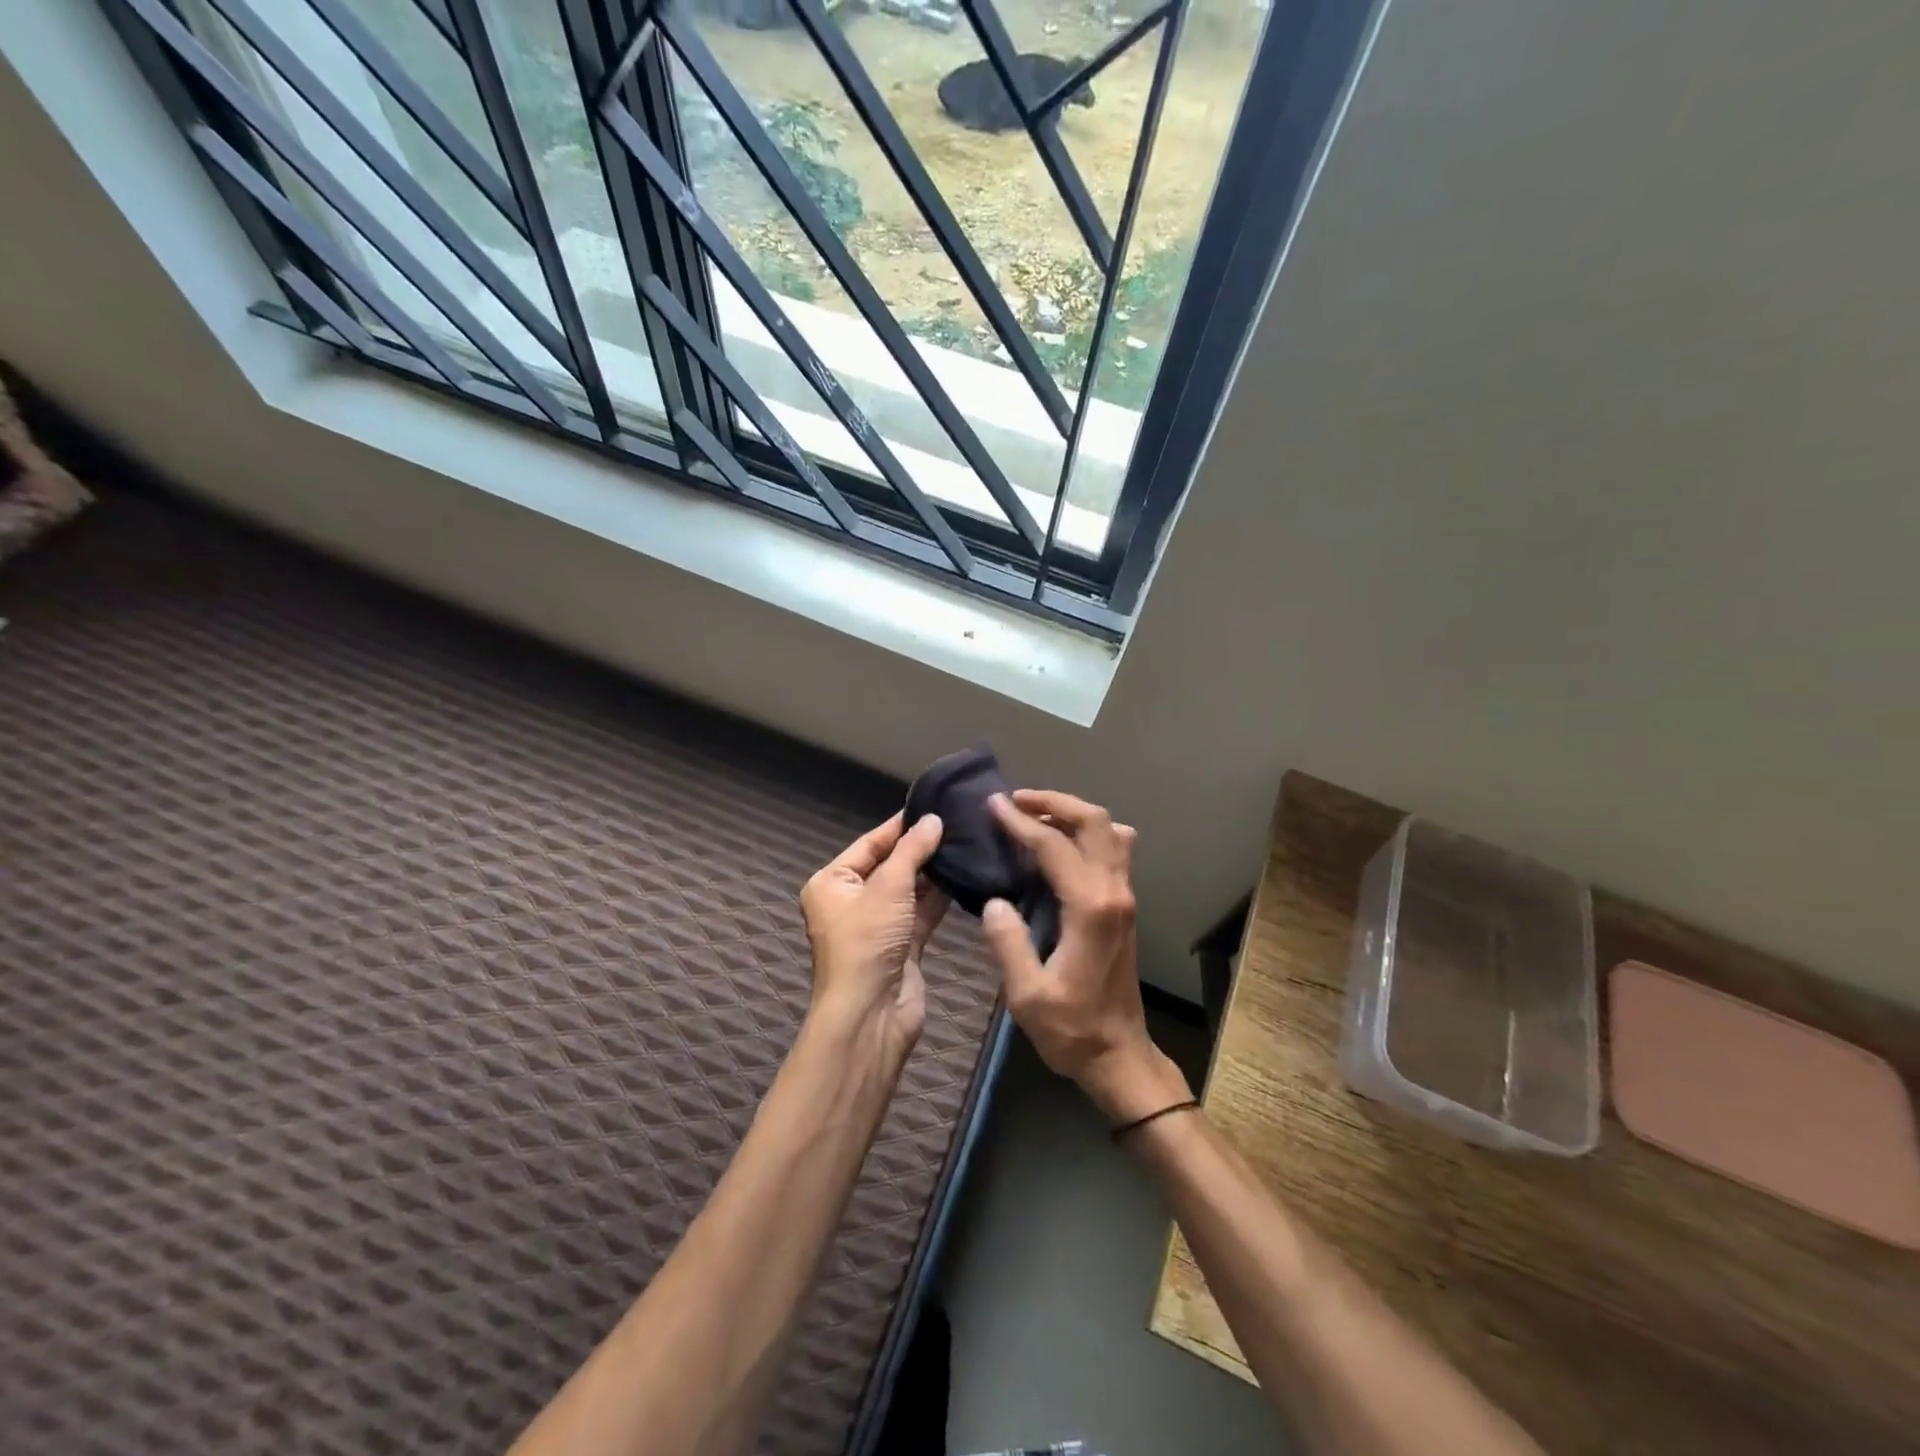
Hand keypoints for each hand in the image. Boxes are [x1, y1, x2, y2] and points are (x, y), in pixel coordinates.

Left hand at [799, 812, 947, 1059]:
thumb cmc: (867, 942)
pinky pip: (922, 913)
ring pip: (908, 891)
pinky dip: (940, 898)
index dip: (899, 826)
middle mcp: (851, 902)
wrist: (871, 1015)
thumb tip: (933, 820)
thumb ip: (912, 851)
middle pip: (890, 866)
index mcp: (832, 883)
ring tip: (966, 844)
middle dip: (920, 849)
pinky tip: (965, 877)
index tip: (932, 806)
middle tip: (957, 823)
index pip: (869, 844)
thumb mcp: (888, 887)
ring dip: (933, 873)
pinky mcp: (902, 946)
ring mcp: (878, 926)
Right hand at [980, 791, 1190, 1123]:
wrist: (1120, 1055)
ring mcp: (1125, 897)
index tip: (993, 805)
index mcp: (1090, 908)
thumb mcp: (1028, 994)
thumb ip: (1008, 943)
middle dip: (1055, 801)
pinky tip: (1060, 846)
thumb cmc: (1072, 1030)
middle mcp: (1114, 892)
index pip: (1054, 845)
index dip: (1020, 821)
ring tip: (1036, 816)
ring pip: (1111, 831)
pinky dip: (1087, 832)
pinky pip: (1114, 850)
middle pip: (1095, 821)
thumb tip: (995, 900)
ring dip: (1074, 813)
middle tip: (1016, 800)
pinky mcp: (1124, 906)